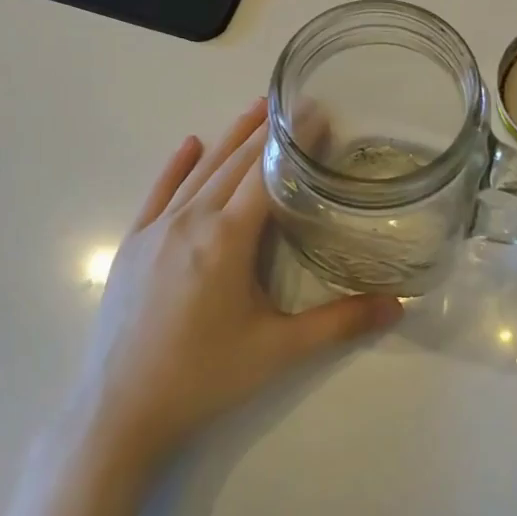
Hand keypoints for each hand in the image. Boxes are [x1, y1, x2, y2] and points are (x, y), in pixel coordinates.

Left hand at [77, 100, 401, 467]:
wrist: (118, 412)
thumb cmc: (203, 377)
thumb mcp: (278, 350)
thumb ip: (339, 322)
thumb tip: (397, 307)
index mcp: (227, 238)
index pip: (269, 174)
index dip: (295, 142)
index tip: (318, 112)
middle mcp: (191, 220)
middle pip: (235, 162)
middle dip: (268, 131)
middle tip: (296, 103)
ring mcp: (156, 229)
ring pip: (200, 170)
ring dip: (229, 137)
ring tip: (256, 108)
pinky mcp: (133, 244)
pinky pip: (158, 193)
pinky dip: (176, 165)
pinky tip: (189, 143)